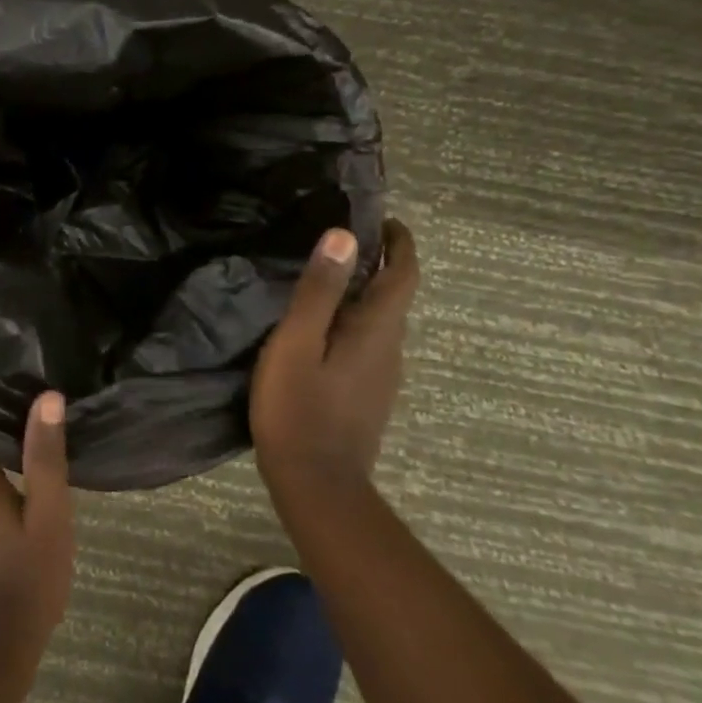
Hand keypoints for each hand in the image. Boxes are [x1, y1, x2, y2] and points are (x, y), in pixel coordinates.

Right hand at [251, 218, 418, 489]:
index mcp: (377, 330)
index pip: (404, 274)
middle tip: (340, 240)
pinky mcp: (369, 394)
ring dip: (365, 293)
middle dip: (379, 263)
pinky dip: (355, 319)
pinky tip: (321, 327)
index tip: (381, 218)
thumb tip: (345, 237)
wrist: (316, 484)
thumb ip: (320, 290)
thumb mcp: (297, 341)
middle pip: (396, 295)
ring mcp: (383, 375)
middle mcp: (391, 349)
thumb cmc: (300, 407)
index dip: (399, 242)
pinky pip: (369, 342)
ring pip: (381, 320)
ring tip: (326, 277)